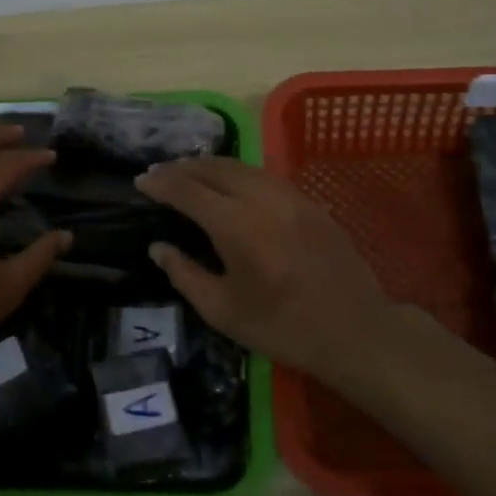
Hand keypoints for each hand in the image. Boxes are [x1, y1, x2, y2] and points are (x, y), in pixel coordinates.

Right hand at [134, 157, 395, 379]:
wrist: (355, 330)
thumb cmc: (283, 327)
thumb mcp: (224, 311)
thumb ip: (185, 274)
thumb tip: (158, 248)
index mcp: (235, 224)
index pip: (187, 190)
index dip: (160, 183)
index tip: (140, 181)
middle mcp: (260, 197)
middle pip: (214, 168)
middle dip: (182, 167)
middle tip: (160, 174)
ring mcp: (289, 195)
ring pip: (241, 166)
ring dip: (210, 166)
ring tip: (190, 174)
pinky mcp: (309, 201)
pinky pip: (264, 175)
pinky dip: (238, 173)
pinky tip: (232, 185)